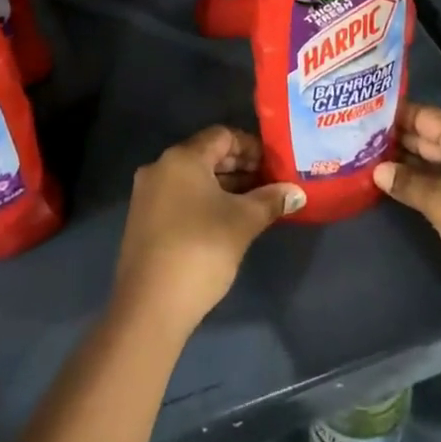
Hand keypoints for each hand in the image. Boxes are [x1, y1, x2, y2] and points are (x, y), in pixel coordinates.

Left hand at [114, 126, 305, 338]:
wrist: (149, 306)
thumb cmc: (200, 250)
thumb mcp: (243, 222)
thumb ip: (270, 200)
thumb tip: (296, 192)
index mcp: (182, 158)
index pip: (222, 135)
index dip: (251, 147)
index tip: (274, 166)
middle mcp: (160, 167)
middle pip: (206, 155)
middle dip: (240, 167)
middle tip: (269, 185)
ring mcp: (147, 195)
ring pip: (193, 179)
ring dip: (224, 187)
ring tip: (254, 205)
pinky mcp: (144, 220)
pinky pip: (180, 198)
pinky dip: (205, 202)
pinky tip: (226, 223)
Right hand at [375, 103, 440, 307]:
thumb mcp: (439, 201)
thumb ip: (406, 182)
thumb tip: (377, 170)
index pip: (425, 116)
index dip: (396, 115)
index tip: (365, 116)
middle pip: (430, 138)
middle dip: (398, 140)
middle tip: (360, 140)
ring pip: (436, 163)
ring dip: (408, 164)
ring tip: (371, 162)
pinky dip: (423, 184)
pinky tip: (398, 189)